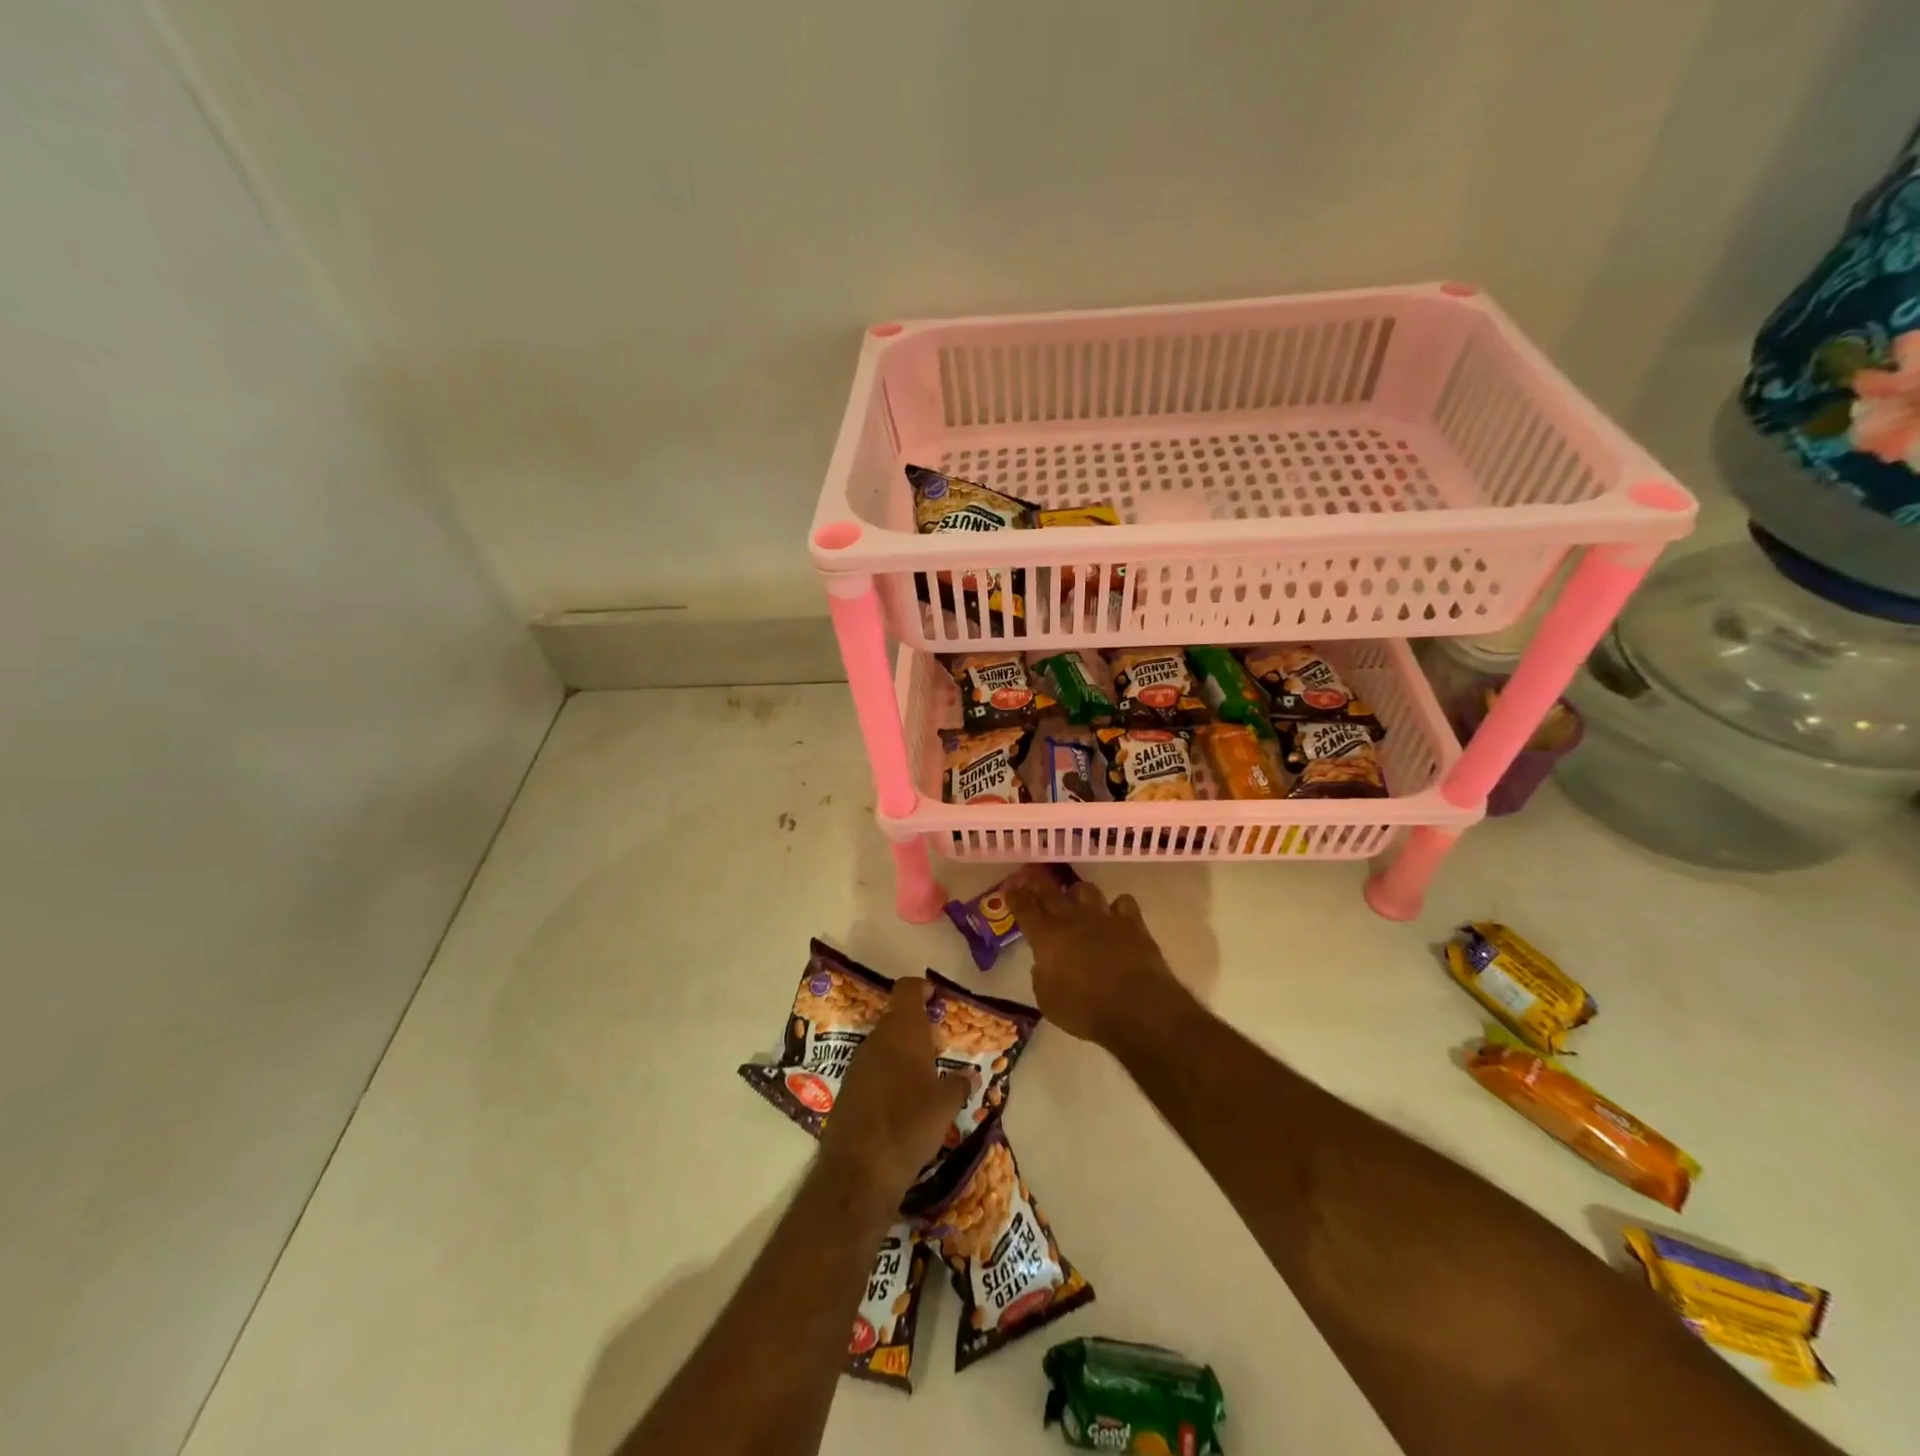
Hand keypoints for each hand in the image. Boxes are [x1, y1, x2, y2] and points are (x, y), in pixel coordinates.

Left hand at [818, 978, 969, 1206]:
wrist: (859, 1168)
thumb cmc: (910, 1124)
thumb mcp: (946, 1105)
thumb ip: (960, 1085)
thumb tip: (970, 1076)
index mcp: (903, 1031)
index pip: (907, 989)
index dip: (921, 988)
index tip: (935, 997)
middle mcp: (877, 1039)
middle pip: (896, 1018)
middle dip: (916, 1028)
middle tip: (937, 1047)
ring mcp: (857, 1063)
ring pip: (883, 1045)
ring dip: (901, 1053)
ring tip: (922, 1078)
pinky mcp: (846, 1088)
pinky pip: (871, 1069)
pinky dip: (887, 1075)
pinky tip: (900, 1102)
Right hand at [1009, 876, 1195, 1051]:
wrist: (1135, 1007)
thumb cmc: (1084, 1009)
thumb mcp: (1048, 1001)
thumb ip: (1042, 977)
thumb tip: (1044, 965)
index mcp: (1046, 937)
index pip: (1025, 909)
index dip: (1015, 898)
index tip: (1010, 890)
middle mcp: (1072, 918)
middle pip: (1050, 892)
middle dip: (1038, 885)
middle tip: (1032, 881)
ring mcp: (1103, 917)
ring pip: (1086, 890)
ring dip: (1077, 893)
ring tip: (1076, 898)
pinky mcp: (1132, 922)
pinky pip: (1123, 902)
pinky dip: (1117, 907)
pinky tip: (1116, 915)